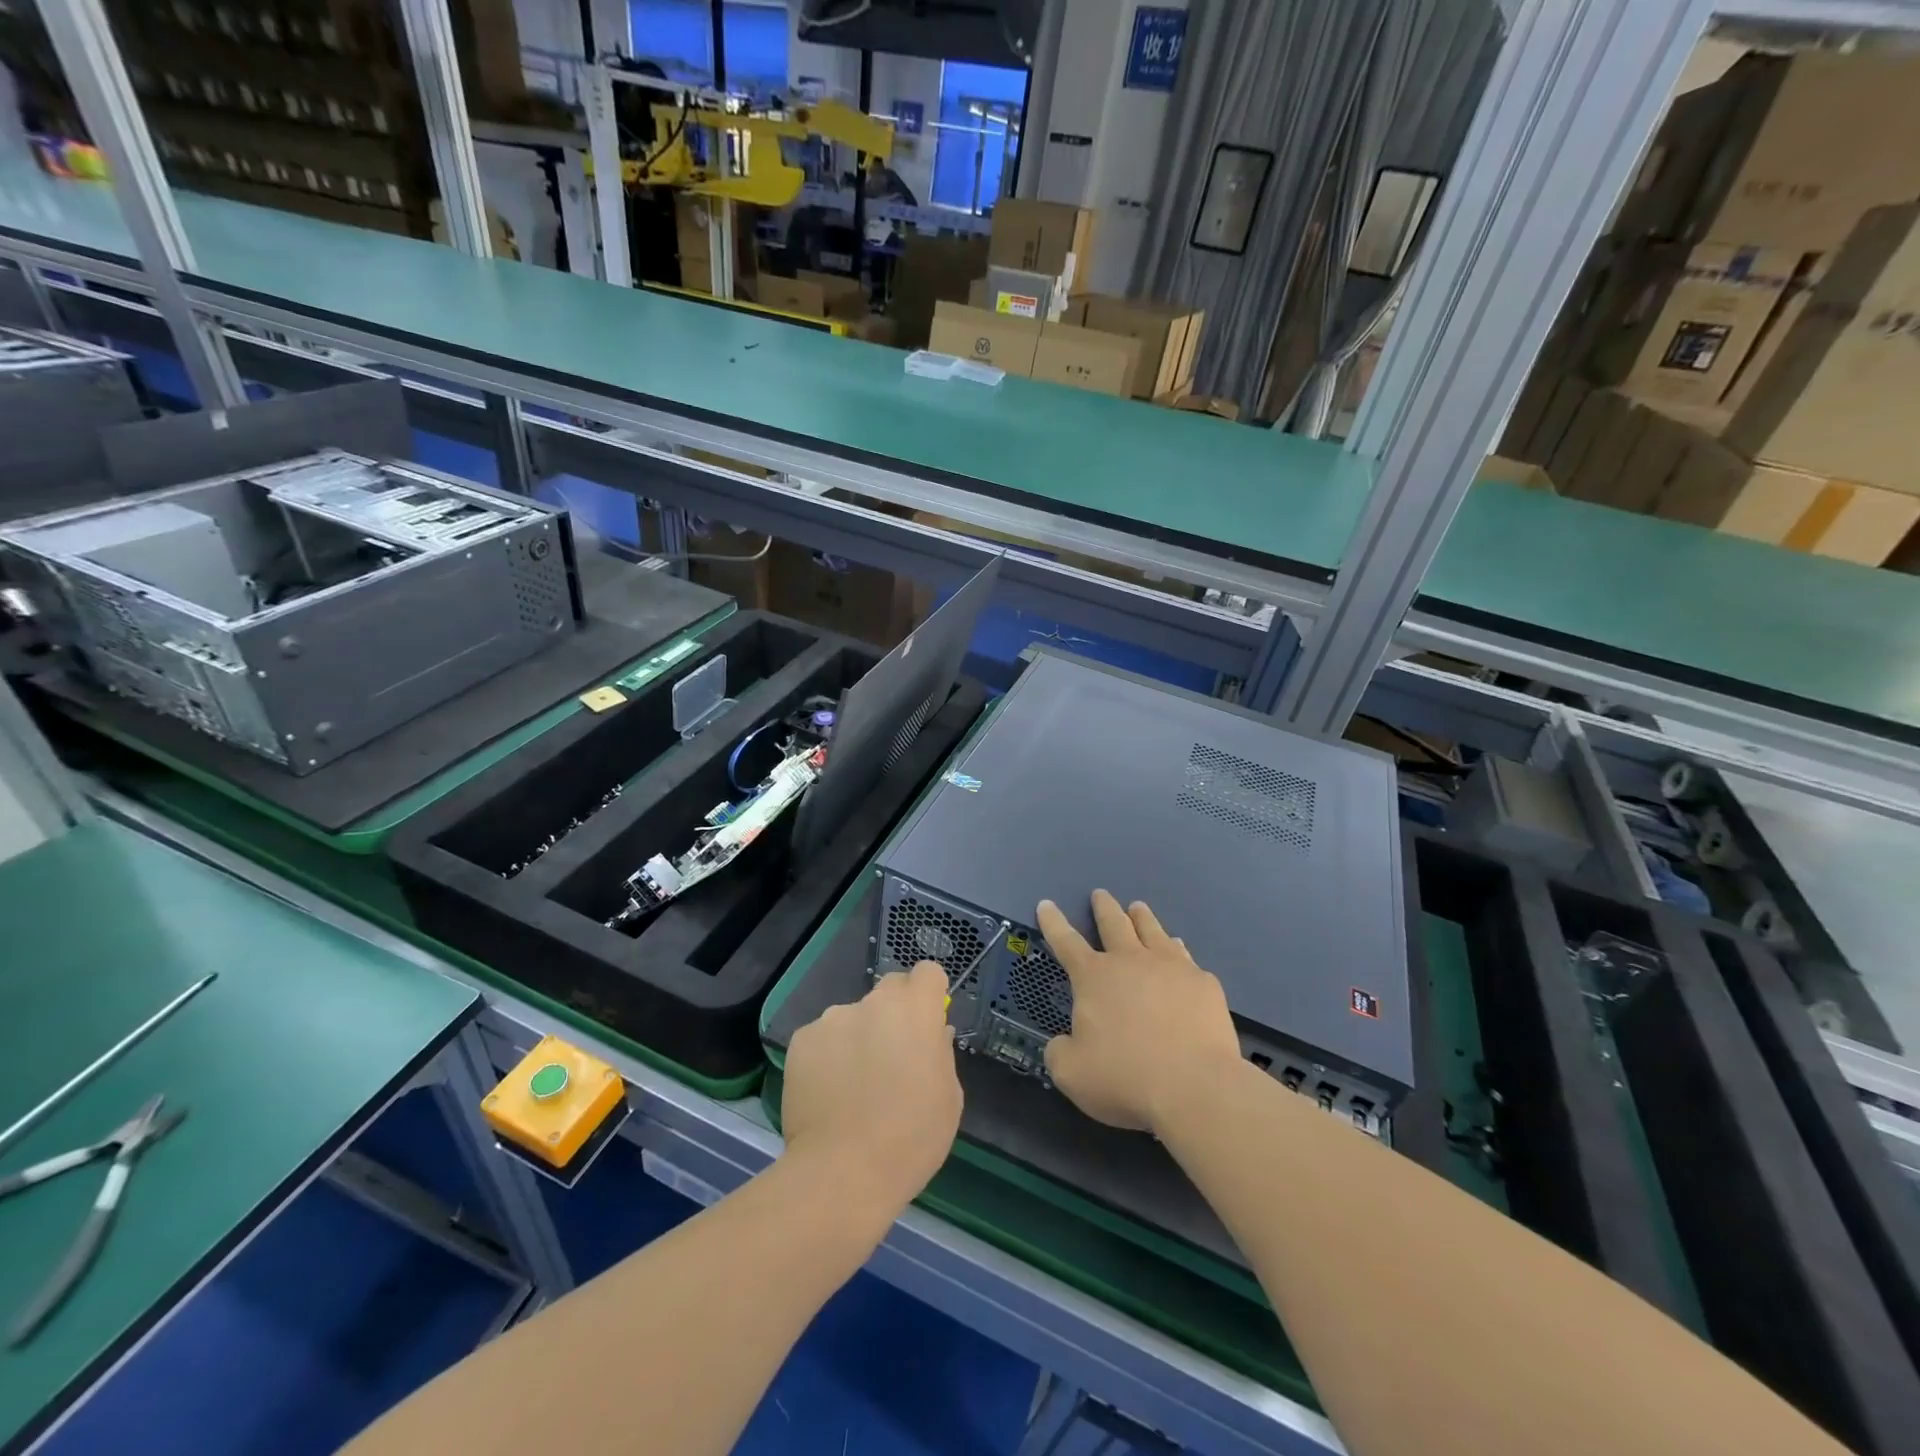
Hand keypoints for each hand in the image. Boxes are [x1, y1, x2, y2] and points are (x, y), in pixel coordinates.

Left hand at [782, 963, 962, 1227]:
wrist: (843, 1172)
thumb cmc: (911, 1139)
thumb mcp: (949, 1098)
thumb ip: (940, 1053)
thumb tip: (932, 1034)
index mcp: (916, 1011)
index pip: (927, 972)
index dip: (929, 993)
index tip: (928, 1020)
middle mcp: (873, 1002)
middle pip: (890, 989)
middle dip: (895, 1012)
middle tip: (892, 1056)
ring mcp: (833, 1018)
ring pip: (853, 1017)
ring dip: (858, 1036)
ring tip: (853, 1085)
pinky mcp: (801, 1040)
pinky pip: (823, 1039)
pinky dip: (828, 1056)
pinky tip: (827, 1093)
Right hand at [1037, 891, 1243, 1134]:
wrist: (1195, 1087)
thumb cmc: (1125, 1077)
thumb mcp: (1072, 1073)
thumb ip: (1060, 1052)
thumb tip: (1064, 1043)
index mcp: (1094, 977)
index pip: (1066, 942)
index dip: (1053, 922)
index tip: (1046, 903)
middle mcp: (1131, 961)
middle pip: (1114, 923)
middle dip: (1104, 907)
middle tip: (1100, 894)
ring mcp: (1171, 968)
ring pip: (1152, 930)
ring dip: (1142, 917)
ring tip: (1138, 907)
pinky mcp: (1203, 984)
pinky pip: (1185, 957)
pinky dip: (1176, 950)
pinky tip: (1179, 951)